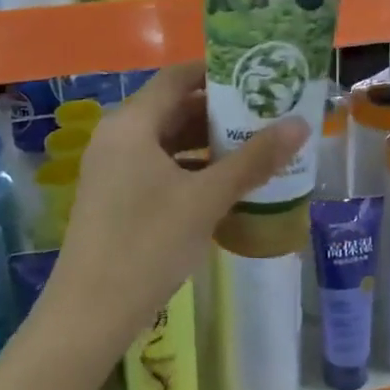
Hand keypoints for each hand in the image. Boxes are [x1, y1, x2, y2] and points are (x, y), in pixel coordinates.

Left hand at [43, 63, 309, 358]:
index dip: (217, 72)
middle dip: (219, 110)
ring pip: (167, 139)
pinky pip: (158, 166)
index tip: (256, 76)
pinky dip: (190, 167)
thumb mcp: (206, 199)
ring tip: (254, 145)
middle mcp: (118, 136)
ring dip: (207, 142)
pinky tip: (224, 184)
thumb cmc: (148, 244)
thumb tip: (300, 124)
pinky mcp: (115, 196)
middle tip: (265, 113)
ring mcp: (113, 168)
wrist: (89, 316)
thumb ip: (254, 160)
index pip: (178, 77)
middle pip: (173, 107)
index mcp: (132, 123)